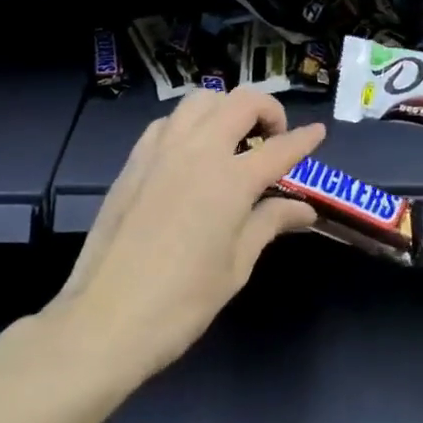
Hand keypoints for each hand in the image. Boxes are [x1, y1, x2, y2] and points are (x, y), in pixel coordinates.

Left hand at [57, 87, 323, 379]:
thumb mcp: (236, 266)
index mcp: (231, 180)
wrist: (104, 321)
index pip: (279, 148)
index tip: (318, 133)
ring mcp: (161, 151)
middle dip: (268, 110)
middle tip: (273, 138)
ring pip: (201, 100)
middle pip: (241, 102)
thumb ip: (270, 223)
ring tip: (234, 138)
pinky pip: (168, 122)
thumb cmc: (181, 302)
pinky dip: (190, 124)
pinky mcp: (134, 161)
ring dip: (226, 109)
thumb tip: (304, 210)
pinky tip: (192, 152)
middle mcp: (198, 151)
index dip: (304, 139)